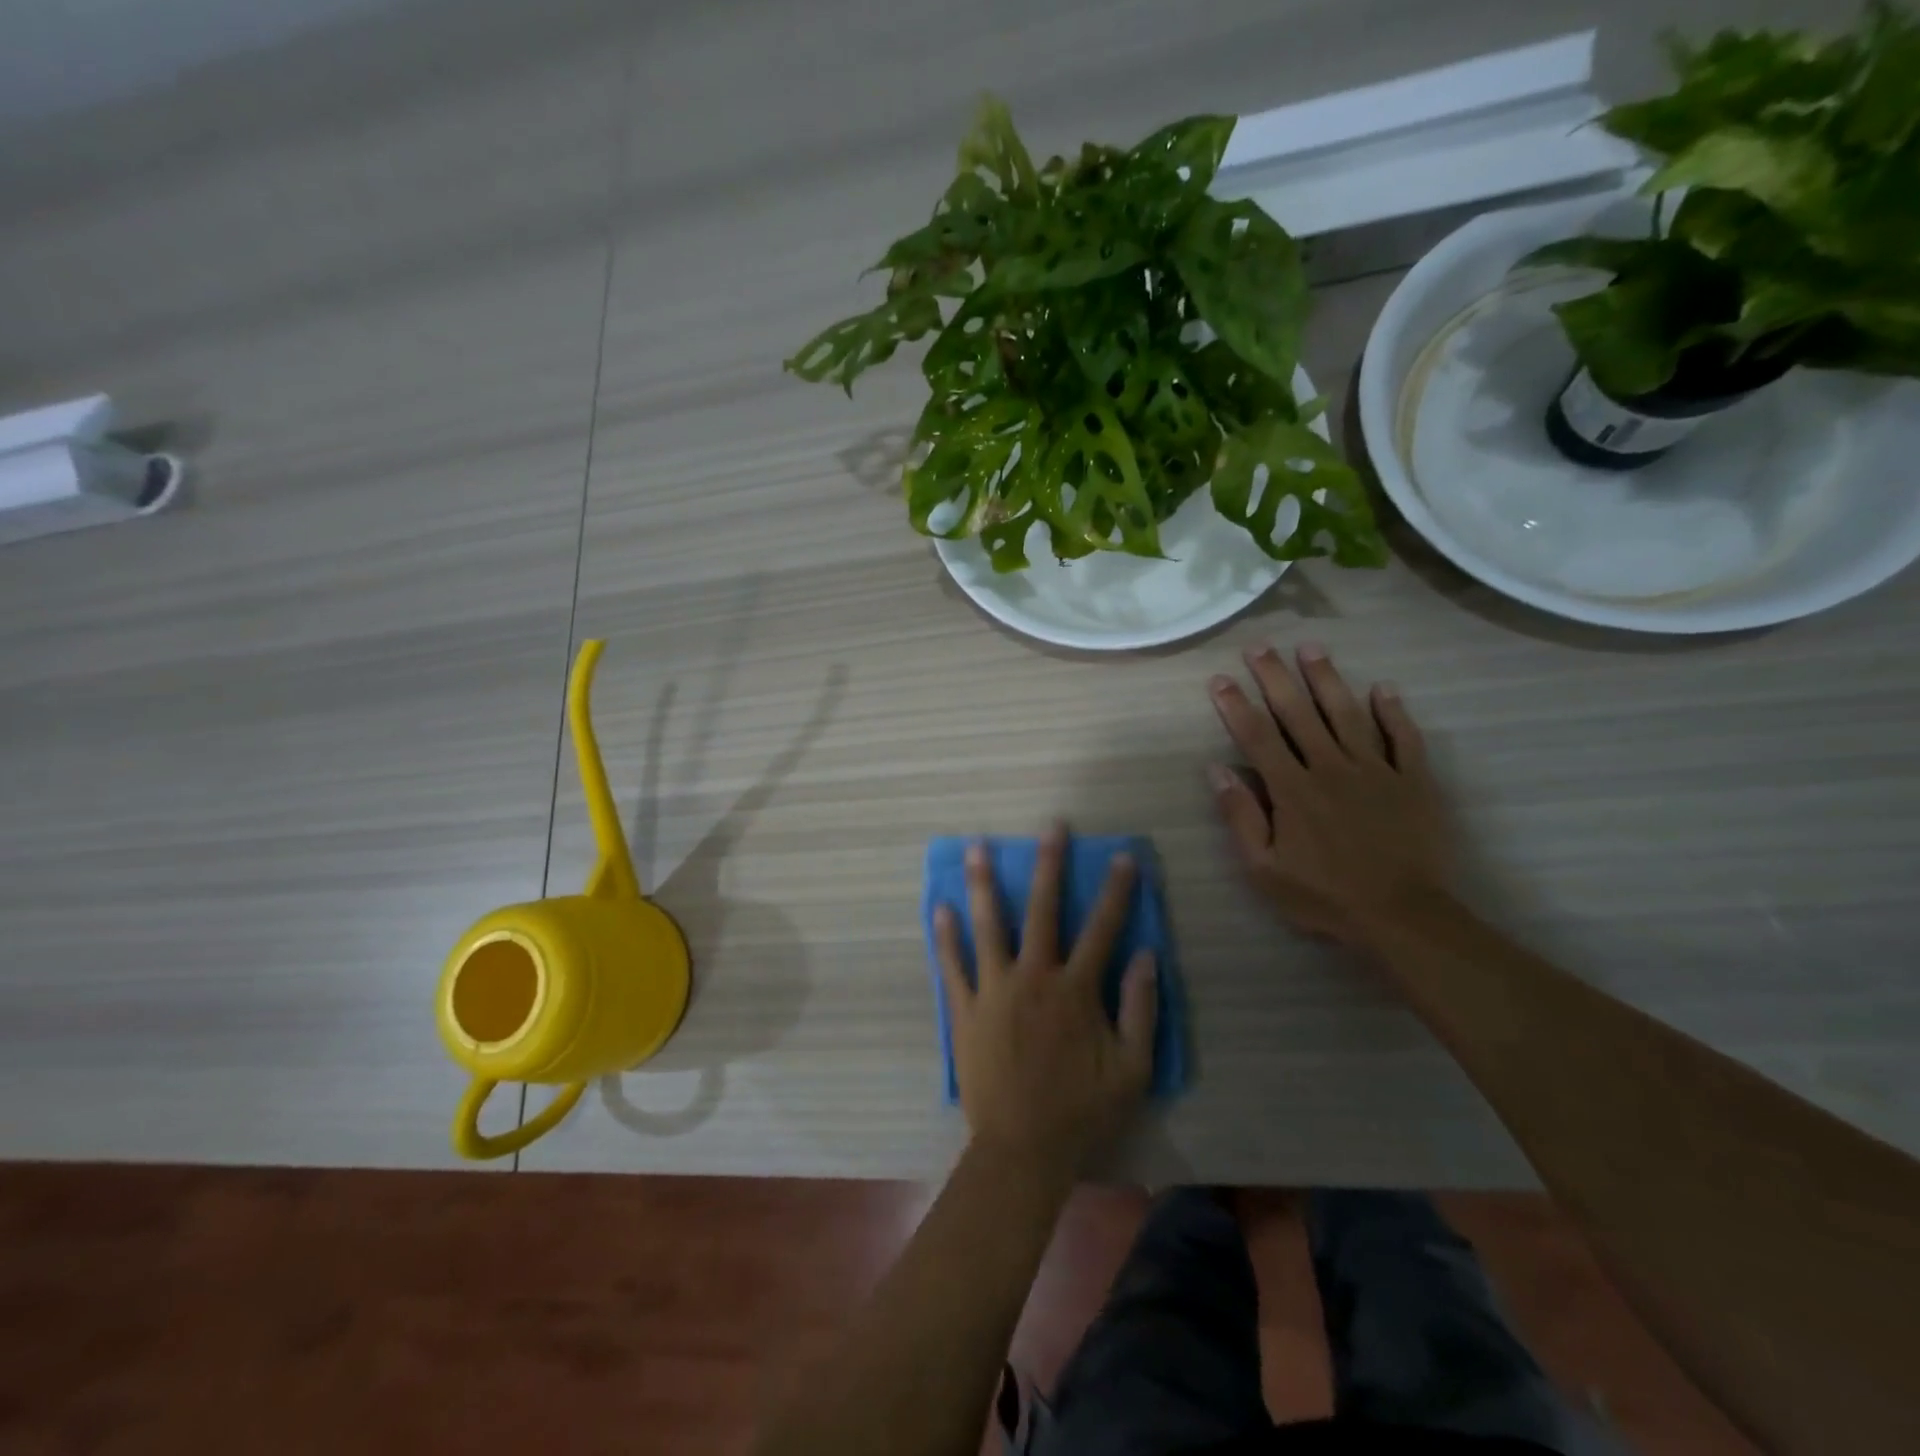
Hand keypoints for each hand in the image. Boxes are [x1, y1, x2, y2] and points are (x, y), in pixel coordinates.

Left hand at [933, 824, 1157, 1175]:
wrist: (1022, 1150)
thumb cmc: (1082, 1111)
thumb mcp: (1131, 1069)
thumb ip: (1141, 1009)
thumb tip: (1149, 954)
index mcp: (1076, 990)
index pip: (1102, 928)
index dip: (1116, 891)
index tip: (1124, 857)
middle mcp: (1034, 978)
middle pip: (1042, 910)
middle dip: (1049, 864)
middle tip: (1050, 827)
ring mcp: (994, 990)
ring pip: (988, 926)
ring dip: (983, 884)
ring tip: (975, 847)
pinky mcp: (965, 1009)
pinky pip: (952, 966)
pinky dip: (945, 937)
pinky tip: (939, 908)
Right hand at [1207, 642, 1450, 949]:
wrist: (1403, 917)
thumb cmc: (1324, 897)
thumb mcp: (1265, 869)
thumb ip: (1241, 817)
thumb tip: (1217, 770)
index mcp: (1293, 790)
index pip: (1257, 737)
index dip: (1236, 705)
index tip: (1220, 679)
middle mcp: (1331, 768)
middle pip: (1298, 714)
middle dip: (1275, 677)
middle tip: (1260, 646)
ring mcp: (1376, 771)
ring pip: (1347, 714)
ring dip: (1327, 679)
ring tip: (1311, 648)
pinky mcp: (1414, 781)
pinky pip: (1404, 738)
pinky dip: (1393, 712)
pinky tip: (1383, 689)